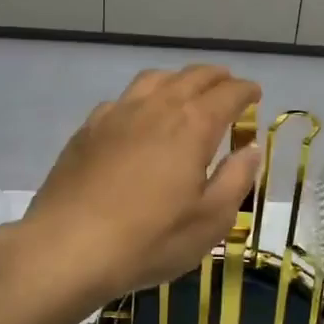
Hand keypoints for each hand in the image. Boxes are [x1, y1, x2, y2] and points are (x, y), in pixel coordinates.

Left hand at [19, 66, 264, 303]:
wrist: (68, 247)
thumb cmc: (150, 239)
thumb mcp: (210, 220)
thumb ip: (236, 179)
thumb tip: (251, 149)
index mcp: (193, 125)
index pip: (228, 93)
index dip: (245, 91)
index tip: (255, 95)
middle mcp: (156, 107)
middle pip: (192, 77)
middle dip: (216, 77)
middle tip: (228, 87)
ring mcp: (117, 114)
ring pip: (154, 79)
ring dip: (178, 79)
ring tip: (186, 92)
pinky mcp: (88, 129)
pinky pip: (122, 98)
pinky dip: (142, 98)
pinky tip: (138, 117)